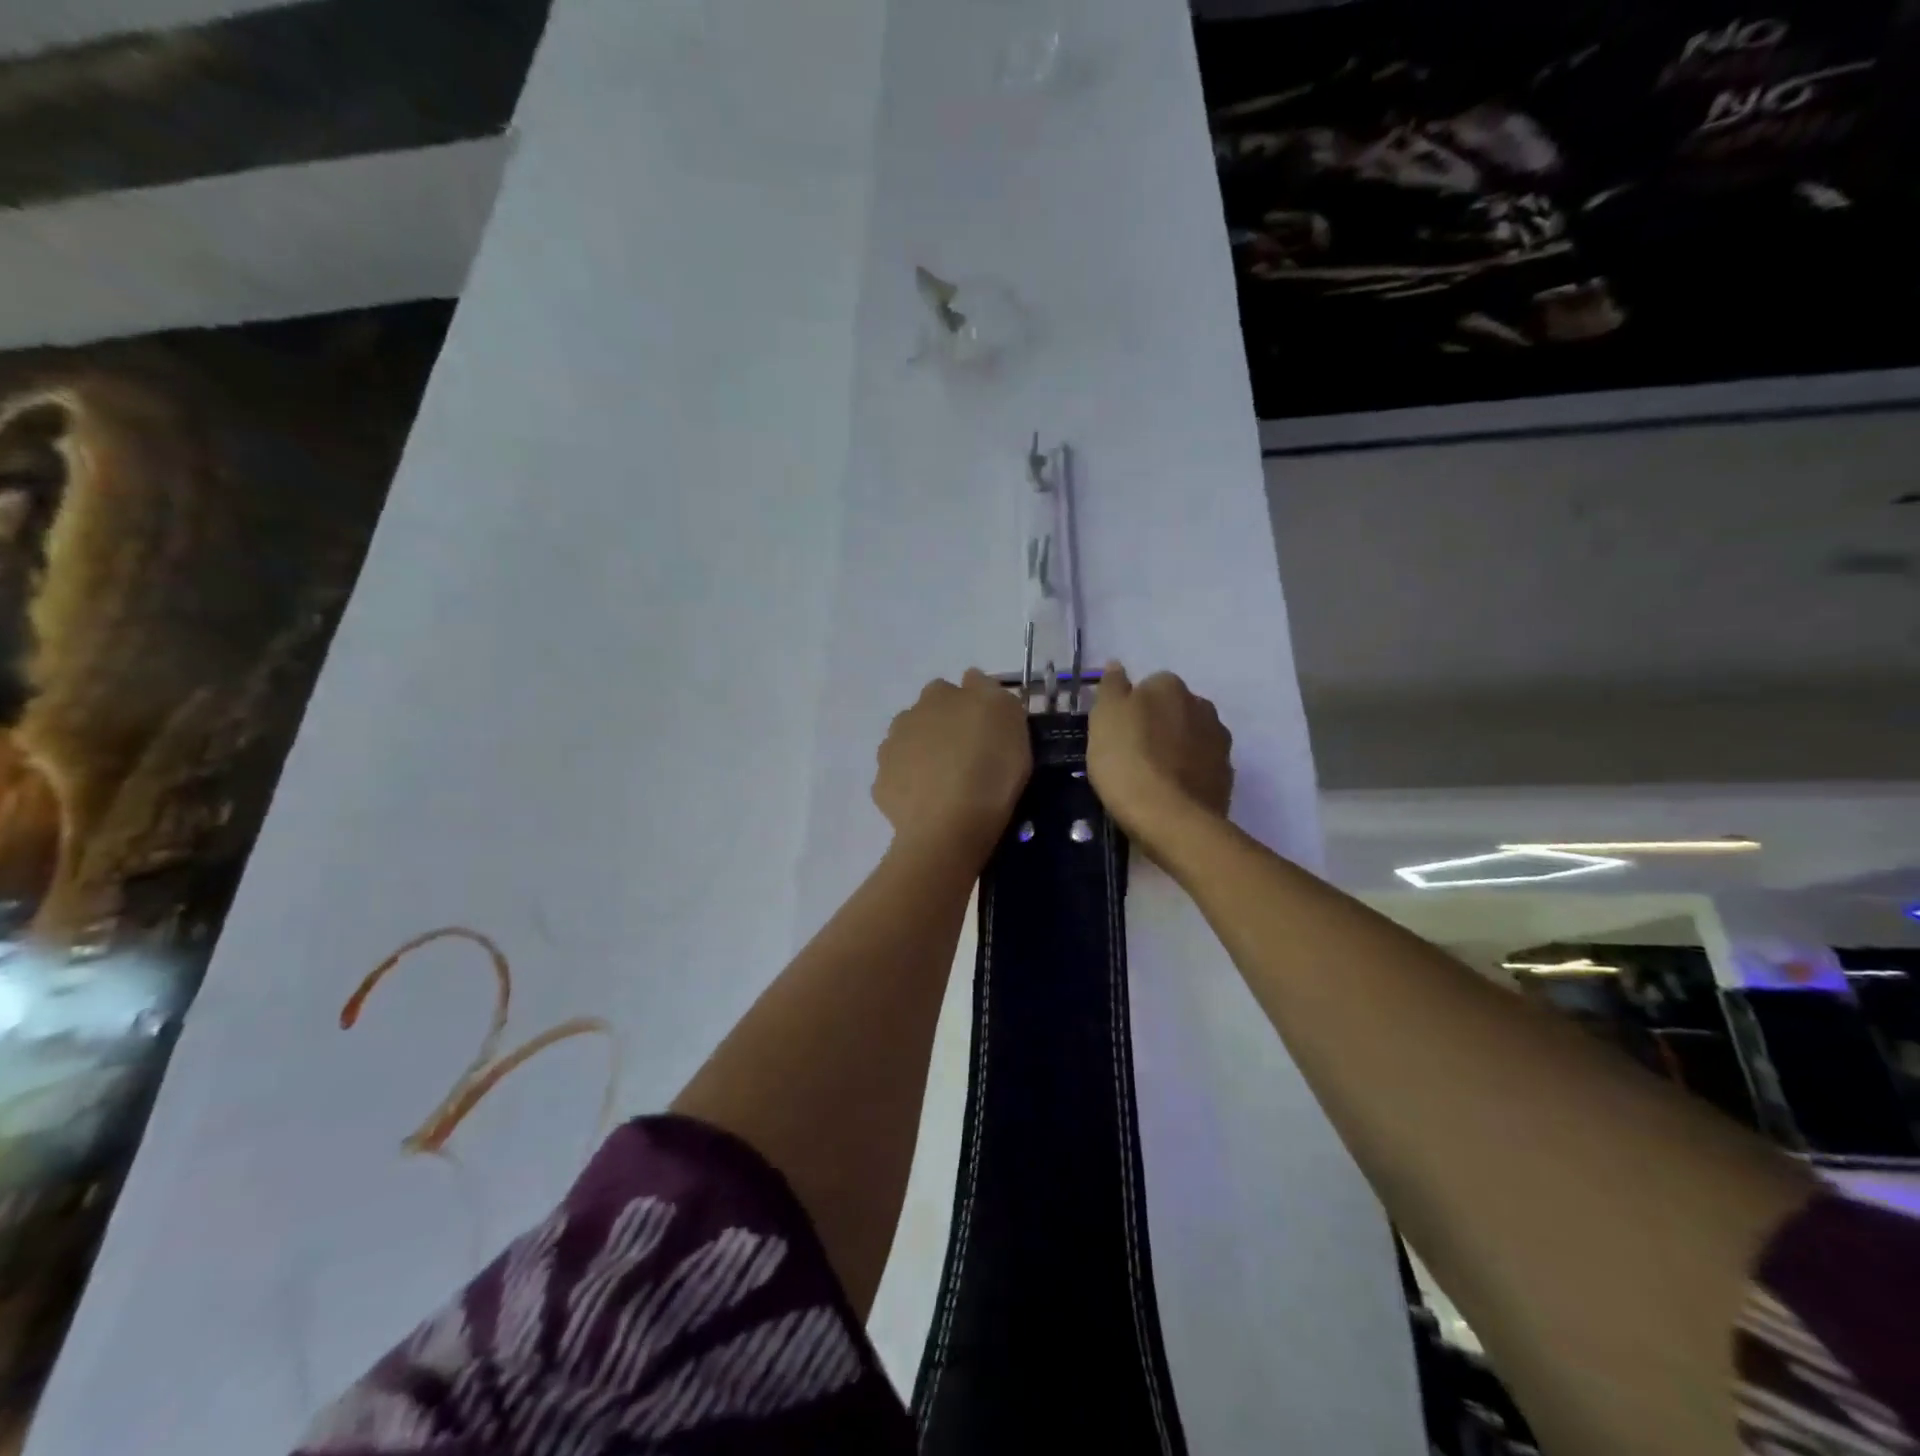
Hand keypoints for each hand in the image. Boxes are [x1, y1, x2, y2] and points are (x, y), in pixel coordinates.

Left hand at [873, 670, 1031, 857]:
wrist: (949, 826)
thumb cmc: (989, 768)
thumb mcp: (1010, 718)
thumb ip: (990, 691)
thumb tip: (972, 679)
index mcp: (939, 694)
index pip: (954, 689)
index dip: (971, 706)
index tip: (988, 730)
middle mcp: (908, 716)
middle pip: (928, 716)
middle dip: (943, 729)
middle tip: (970, 756)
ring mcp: (890, 752)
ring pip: (910, 746)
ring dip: (925, 756)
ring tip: (949, 783)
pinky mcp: (882, 787)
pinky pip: (900, 780)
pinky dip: (913, 787)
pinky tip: (931, 804)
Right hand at [1087, 664, 1232, 849]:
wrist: (1168, 818)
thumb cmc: (1127, 760)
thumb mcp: (1103, 718)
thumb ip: (1111, 687)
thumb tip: (1117, 665)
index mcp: (1170, 687)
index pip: (1150, 685)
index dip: (1132, 707)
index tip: (1118, 731)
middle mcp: (1202, 707)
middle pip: (1175, 709)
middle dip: (1159, 724)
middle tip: (1132, 752)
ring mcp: (1219, 743)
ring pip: (1192, 738)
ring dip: (1176, 748)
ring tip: (1152, 776)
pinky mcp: (1226, 777)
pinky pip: (1202, 767)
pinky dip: (1188, 774)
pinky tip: (1169, 793)